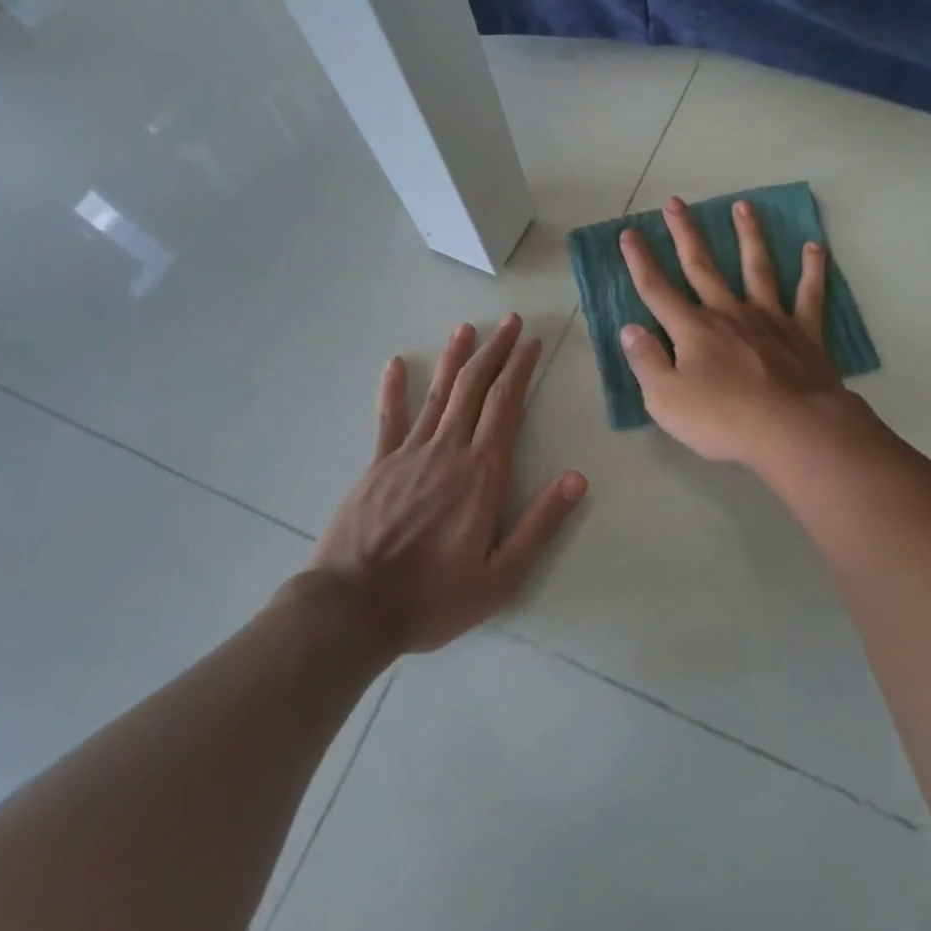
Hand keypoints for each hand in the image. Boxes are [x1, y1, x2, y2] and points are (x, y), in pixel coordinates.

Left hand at [303, 315, 587, 655]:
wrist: (353, 609)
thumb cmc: (433, 596)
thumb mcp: (501, 576)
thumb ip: (541, 524)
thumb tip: (577, 478)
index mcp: (482, 472)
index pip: (506, 405)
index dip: (520, 369)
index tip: (531, 342)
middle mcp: (448, 450)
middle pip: (475, 387)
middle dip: (495, 350)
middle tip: (510, 321)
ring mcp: (409, 453)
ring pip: (438, 393)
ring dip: (455, 358)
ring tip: (467, 328)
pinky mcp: (377, 464)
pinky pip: (389, 418)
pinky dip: (393, 389)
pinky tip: (397, 363)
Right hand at [619, 196, 859, 467]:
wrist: (792, 429)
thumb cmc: (723, 419)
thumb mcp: (665, 399)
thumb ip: (646, 361)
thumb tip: (630, 329)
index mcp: (692, 329)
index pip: (657, 289)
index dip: (640, 261)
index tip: (629, 233)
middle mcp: (729, 313)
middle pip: (702, 266)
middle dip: (686, 233)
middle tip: (676, 202)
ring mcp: (769, 319)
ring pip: (757, 267)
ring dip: (749, 235)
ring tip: (744, 206)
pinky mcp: (804, 333)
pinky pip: (809, 295)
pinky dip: (813, 270)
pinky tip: (815, 247)